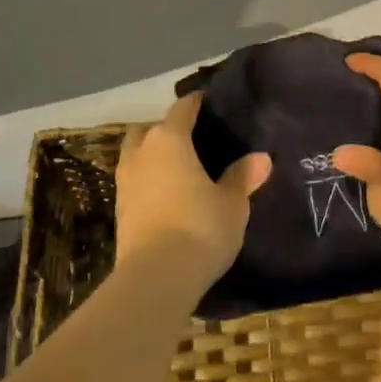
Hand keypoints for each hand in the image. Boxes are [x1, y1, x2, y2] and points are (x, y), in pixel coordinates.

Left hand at [115, 94, 270, 286]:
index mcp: (169, 139)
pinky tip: (166, 196)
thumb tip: (262, 158)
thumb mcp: (232, 204)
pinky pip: (134, 181)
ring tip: (179, 170)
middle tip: (193, 142)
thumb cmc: (199, 228)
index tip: (210, 103)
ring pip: (137, 154)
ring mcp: (124, 181)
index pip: (183, 108)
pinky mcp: (118, 209)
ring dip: (152, 157)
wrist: (155, 278)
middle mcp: (141, 152)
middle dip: (168, 130)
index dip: (197, 103)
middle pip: (151, 128)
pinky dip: (148, 182)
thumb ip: (242, 177)